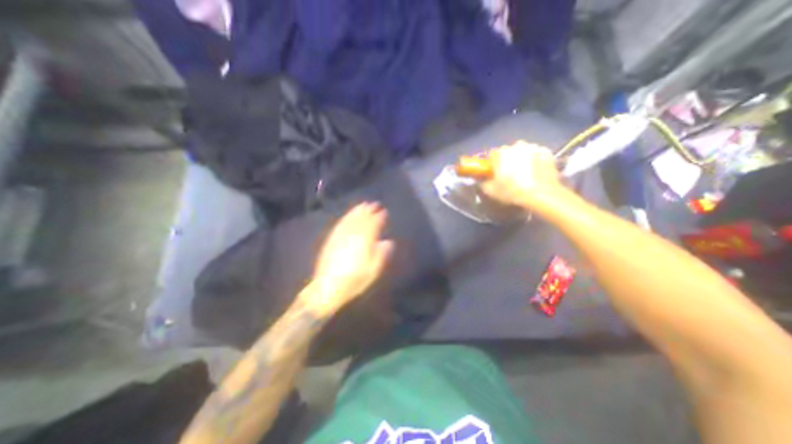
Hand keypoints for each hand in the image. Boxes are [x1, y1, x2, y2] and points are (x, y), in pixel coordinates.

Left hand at [309, 203, 395, 312]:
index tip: (385, 212)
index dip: (380, 217)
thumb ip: (382, 254)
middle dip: (369, 210)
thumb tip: (388, 242)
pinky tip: (349, 214)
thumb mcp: (373, 270)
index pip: (374, 224)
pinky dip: (347, 216)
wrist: (328, 287)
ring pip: (351, 218)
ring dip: (358, 210)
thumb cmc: (355, 280)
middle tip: (375, 204)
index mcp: (365, 240)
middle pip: (362, 218)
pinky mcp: (332, 238)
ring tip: (364, 204)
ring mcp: (341, 235)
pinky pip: (341, 223)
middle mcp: (353, 234)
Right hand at [479, 142, 566, 208]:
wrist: (542, 195)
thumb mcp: (490, 191)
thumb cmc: (512, 192)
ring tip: (523, 176)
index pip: (491, 155)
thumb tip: (482, 180)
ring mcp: (534, 147)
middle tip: (508, 176)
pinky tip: (535, 174)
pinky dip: (535, 162)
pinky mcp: (548, 153)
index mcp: (500, 153)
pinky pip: (537, 156)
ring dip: (521, 161)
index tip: (493, 174)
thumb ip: (483, 183)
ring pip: (523, 153)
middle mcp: (516, 146)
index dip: (491, 165)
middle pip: (508, 153)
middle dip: (507, 162)